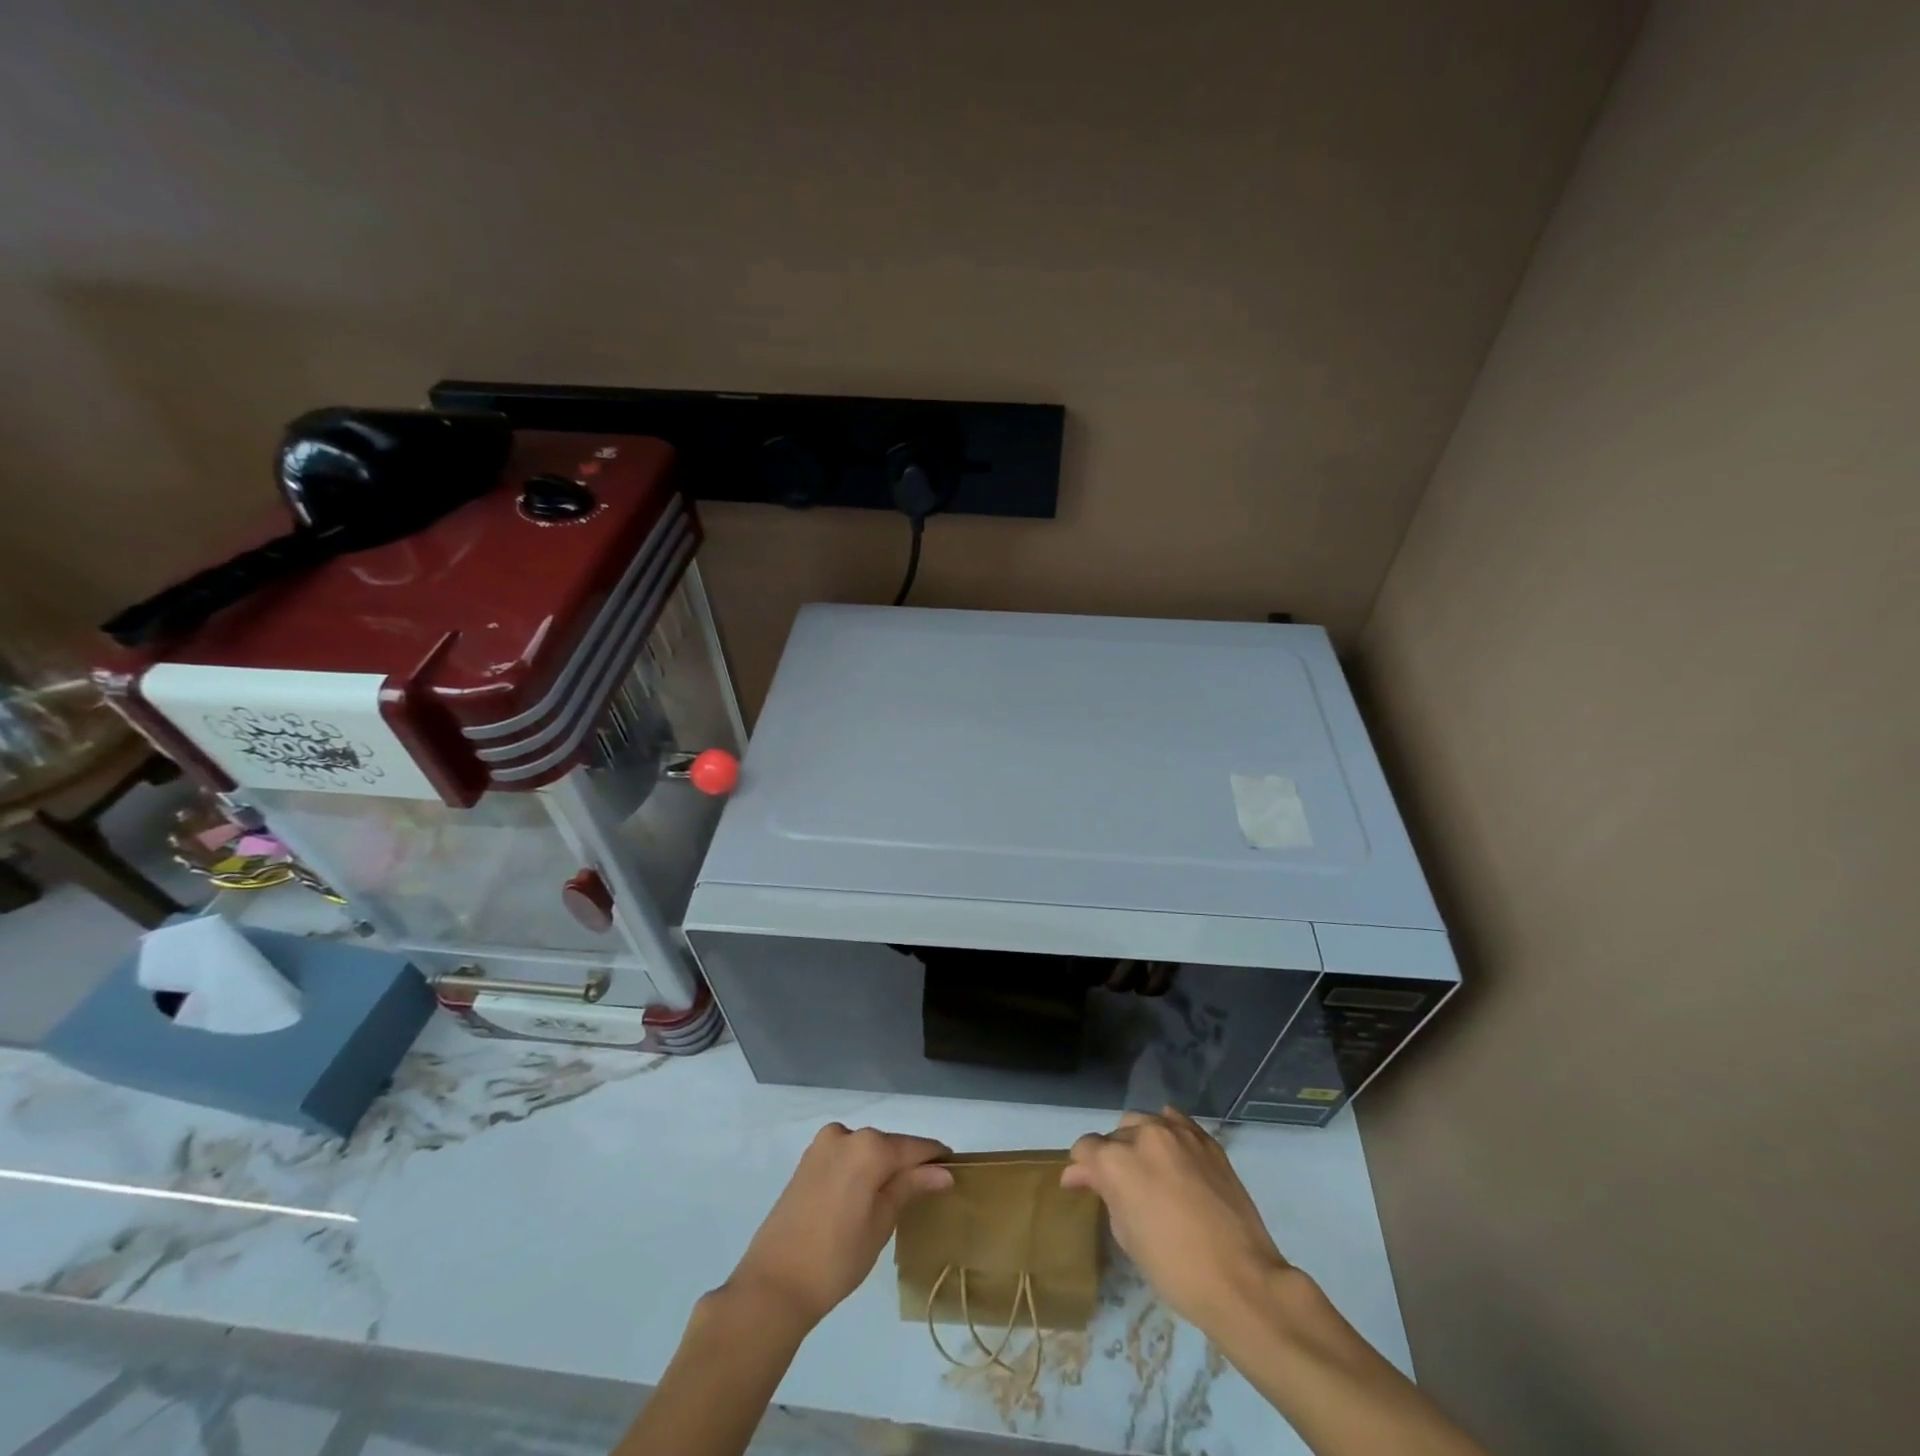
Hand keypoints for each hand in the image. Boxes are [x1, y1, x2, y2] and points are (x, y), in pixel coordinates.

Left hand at [727, 1123, 953, 1327]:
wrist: (773, 1285)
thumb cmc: (836, 1258)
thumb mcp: (881, 1223)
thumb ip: (911, 1187)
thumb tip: (943, 1171)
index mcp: (869, 1146)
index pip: (914, 1147)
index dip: (936, 1158)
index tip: (955, 1169)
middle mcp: (846, 1134)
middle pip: (889, 1145)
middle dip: (909, 1163)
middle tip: (929, 1189)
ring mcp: (822, 1145)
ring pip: (866, 1150)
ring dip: (883, 1166)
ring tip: (899, 1197)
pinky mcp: (807, 1161)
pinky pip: (846, 1156)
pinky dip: (861, 1169)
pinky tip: (868, 1194)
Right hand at [1064, 1107, 1287, 1330]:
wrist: (1242, 1280)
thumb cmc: (1174, 1269)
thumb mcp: (1127, 1236)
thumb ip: (1106, 1195)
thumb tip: (1085, 1176)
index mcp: (1117, 1160)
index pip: (1085, 1148)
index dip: (1081, 1169)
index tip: (1082, 1186)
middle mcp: (1144, 1135)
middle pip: (1114, 1135)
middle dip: (1111, 1158)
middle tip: (1120, 1187)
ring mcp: (1178, 1133)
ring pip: (1143, 1123)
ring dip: (1137, 1142)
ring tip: (1147, 1170)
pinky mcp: (1206, 1139)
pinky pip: (1175, 1121)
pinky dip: (1166, 1132)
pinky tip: (1170, 1153)